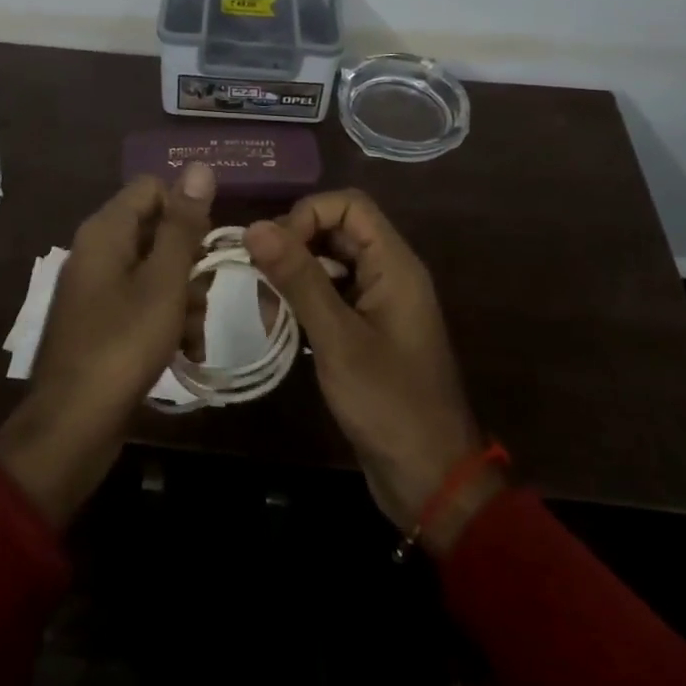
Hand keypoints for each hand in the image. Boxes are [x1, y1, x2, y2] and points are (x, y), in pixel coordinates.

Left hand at [0, 163, 214, 527]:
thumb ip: (183, 225)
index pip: (152, 188)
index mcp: (105, 230)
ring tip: (195, 335)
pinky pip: (143, 304)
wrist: (73, 426)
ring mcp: (98, 288)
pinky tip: (186, 352)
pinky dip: (166, 322)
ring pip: (156, 272)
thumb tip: (199, 166)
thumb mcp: (164, 282)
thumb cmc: (123, 344)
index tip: (207, 246)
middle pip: (157, 231)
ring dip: (184, 299)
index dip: (184, 210)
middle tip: (205, 294)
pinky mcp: (103, 322)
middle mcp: (97, 251)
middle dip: (190, 264)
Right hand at [245, 191, 501, 553]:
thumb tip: (256, 227)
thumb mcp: (337, 338)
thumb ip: (298, 279)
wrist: (430, 479)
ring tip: (267, 311)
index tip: (275, 250)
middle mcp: (388, 273)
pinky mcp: (365, 328)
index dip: (308, 215)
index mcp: (394, 265)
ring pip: (328, 262)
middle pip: (336, 230)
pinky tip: (281, 328)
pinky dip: (302, 301)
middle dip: (294, 246)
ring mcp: (377, 302)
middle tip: (260, 280)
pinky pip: (330, 294)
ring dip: (293, 276)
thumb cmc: (388, 404)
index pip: (349, 205)